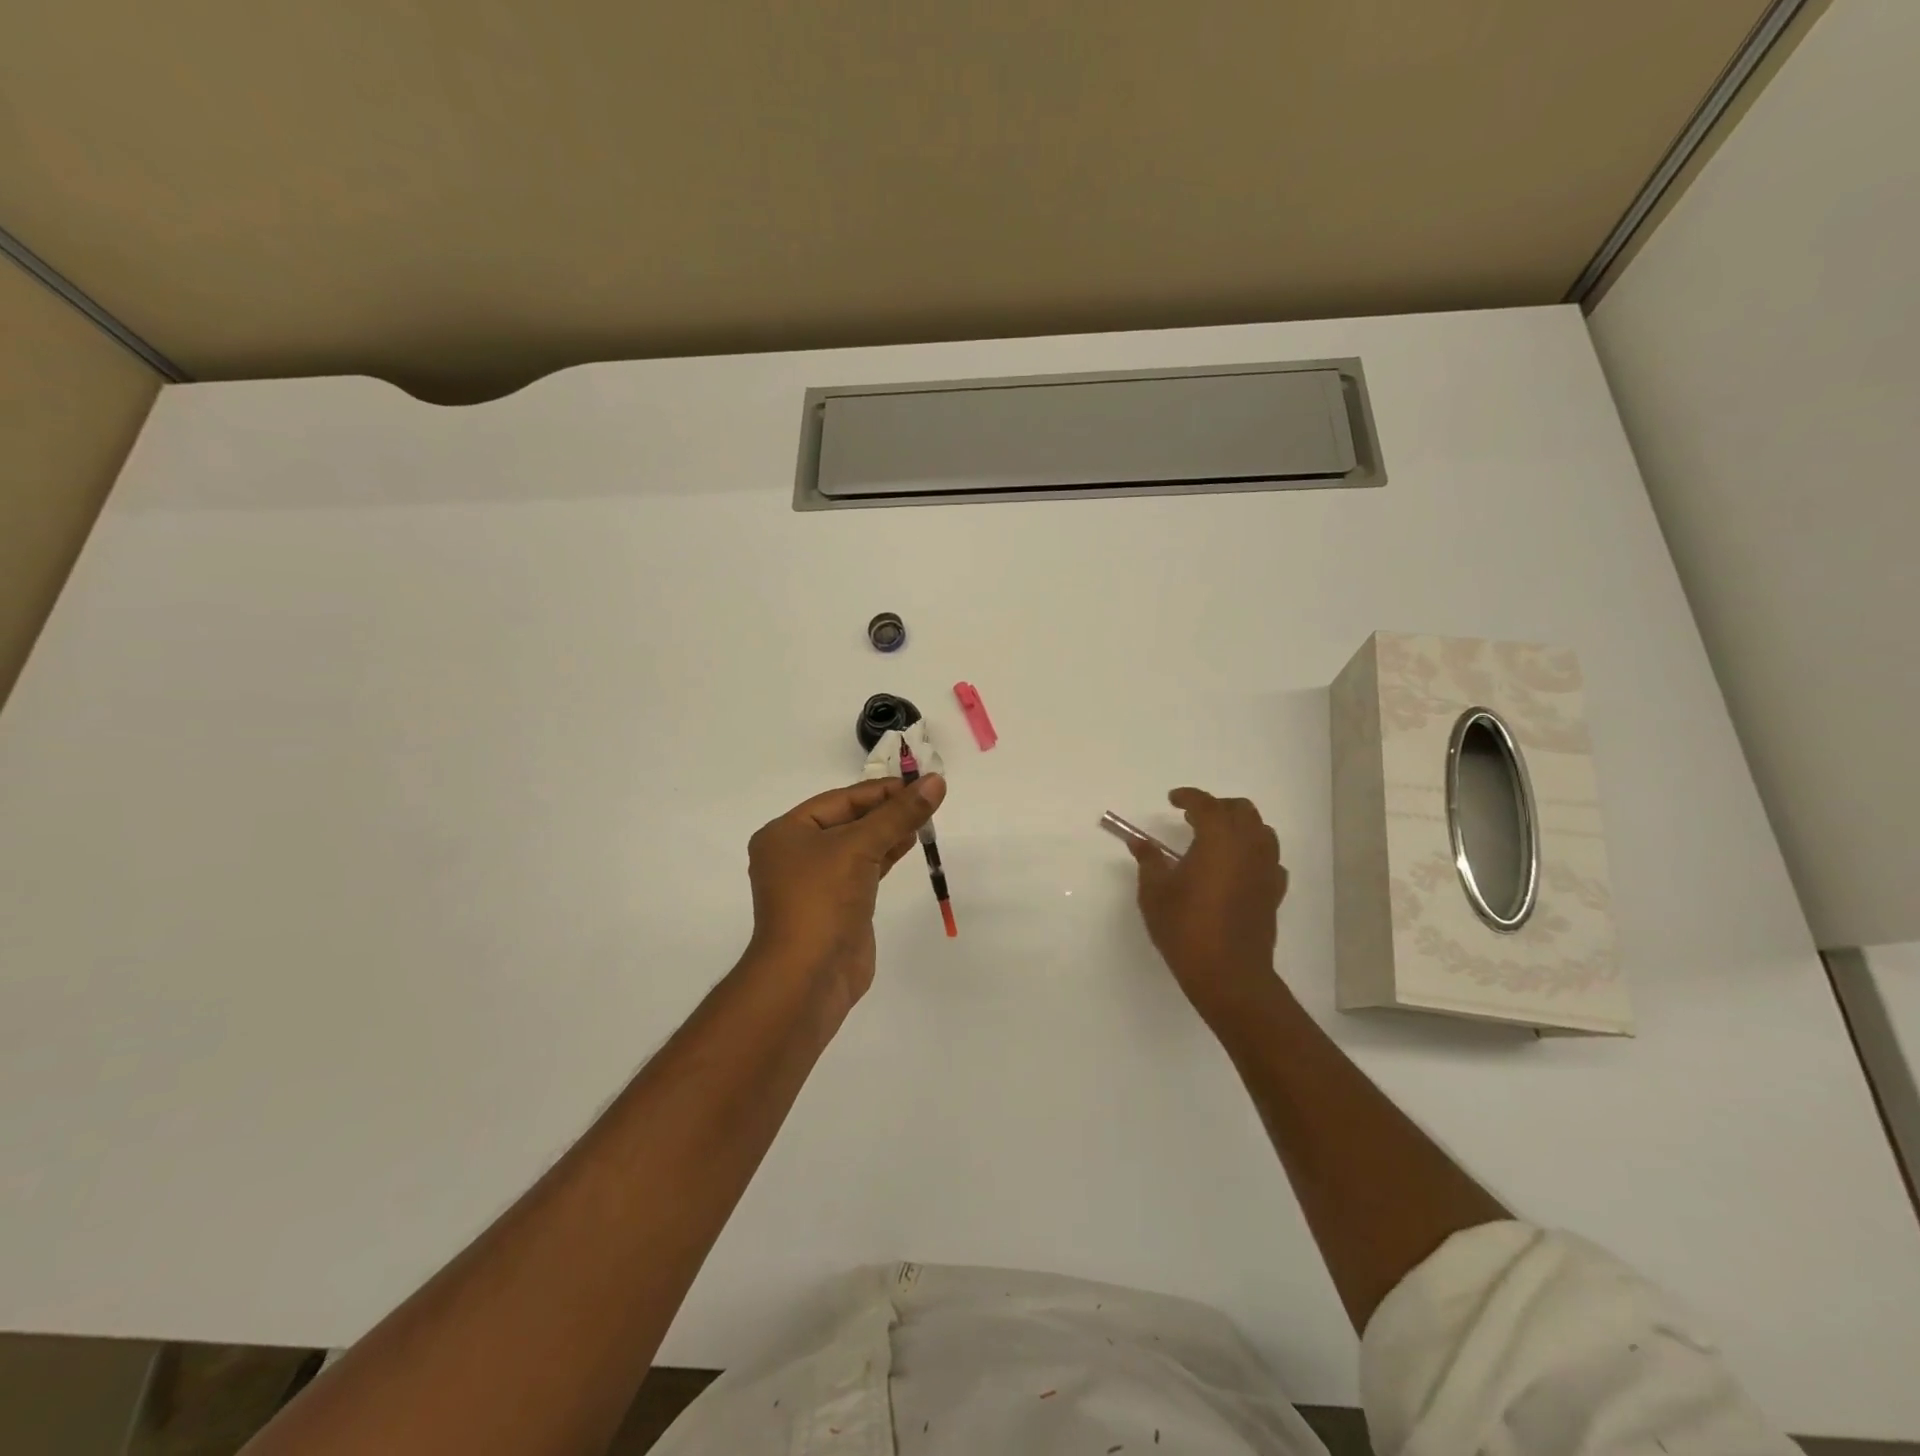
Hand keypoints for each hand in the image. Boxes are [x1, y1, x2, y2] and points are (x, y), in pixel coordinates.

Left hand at [744, 775, 946, 1009]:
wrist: (808, 977)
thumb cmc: (823, 900)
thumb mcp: (860, 847)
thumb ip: (899, 814)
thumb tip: (936, 781)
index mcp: (786, 832)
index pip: (841, 799)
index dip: (881, 790)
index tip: (920, 782)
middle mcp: (795, 853)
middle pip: (849, 820)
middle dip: (887, 810)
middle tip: (928, 798)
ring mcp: (816, 882)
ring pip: (858, 845)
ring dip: (889, 831)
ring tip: (925, 818)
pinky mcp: (836, 905)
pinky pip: (863, 870)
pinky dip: (885, 855)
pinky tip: (909, 844)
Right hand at [1129, 788, 1288, 1025]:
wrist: (1228, 973)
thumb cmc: (1185, 927)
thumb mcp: (1155, 892)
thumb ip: (1149, 861)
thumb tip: (1139, 842)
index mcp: (1218, 838)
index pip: (1206, 804)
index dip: (1188, 797)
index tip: (1172, 799)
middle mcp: (1248, 846)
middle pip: (1241, 810)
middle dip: (1217, 807)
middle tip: (1194, 817)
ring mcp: (1266, 869)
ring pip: (1261, 831)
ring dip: (1240, 826)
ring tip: (1217, 839)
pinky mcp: (1274, 892)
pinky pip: (1269, 859)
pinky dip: (1254, 853)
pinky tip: (1237, 868)